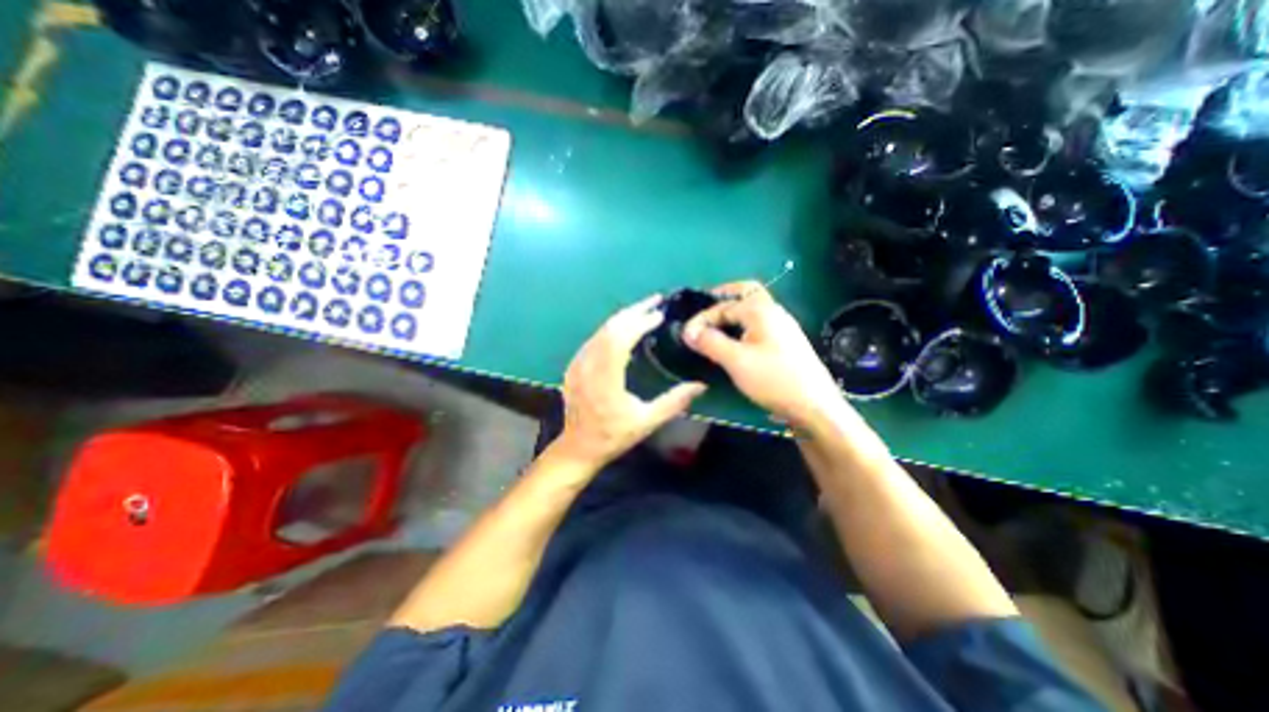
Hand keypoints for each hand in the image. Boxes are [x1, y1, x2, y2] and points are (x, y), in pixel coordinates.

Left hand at [559, 291, 708, 467]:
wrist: (579, 447)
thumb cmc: (614, 436)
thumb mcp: (647, 422)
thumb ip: (674, 402)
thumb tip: (701, 385)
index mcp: (605, 380)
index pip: (620, 340)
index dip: (639, 323)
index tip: (659, 314)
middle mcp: (587, 367)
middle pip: (609, 329)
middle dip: (633, 311)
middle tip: (655, 300)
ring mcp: (577, 365)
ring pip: (600, 331)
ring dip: (623, 317)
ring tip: (644, 309)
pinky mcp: (574, 366)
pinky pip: (594, 339)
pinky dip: (612, 328)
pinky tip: (625, 327)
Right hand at [680, 282, 846, 427]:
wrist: (814, 407)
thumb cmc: (773, 379)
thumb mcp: (736, 360)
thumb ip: (710, 342)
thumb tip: (688, 331)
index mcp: (761, 310)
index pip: (723, 306)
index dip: (702, 319)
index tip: (686, 336)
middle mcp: (774, 312)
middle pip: (745, 294)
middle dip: (723, 298)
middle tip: (704, 311)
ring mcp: (782, 327)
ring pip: (752, 311)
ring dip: (732, 315)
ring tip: (712, 330)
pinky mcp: (785, 343)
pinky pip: (758, 326)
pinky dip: (742, 328)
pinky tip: (734, 344)